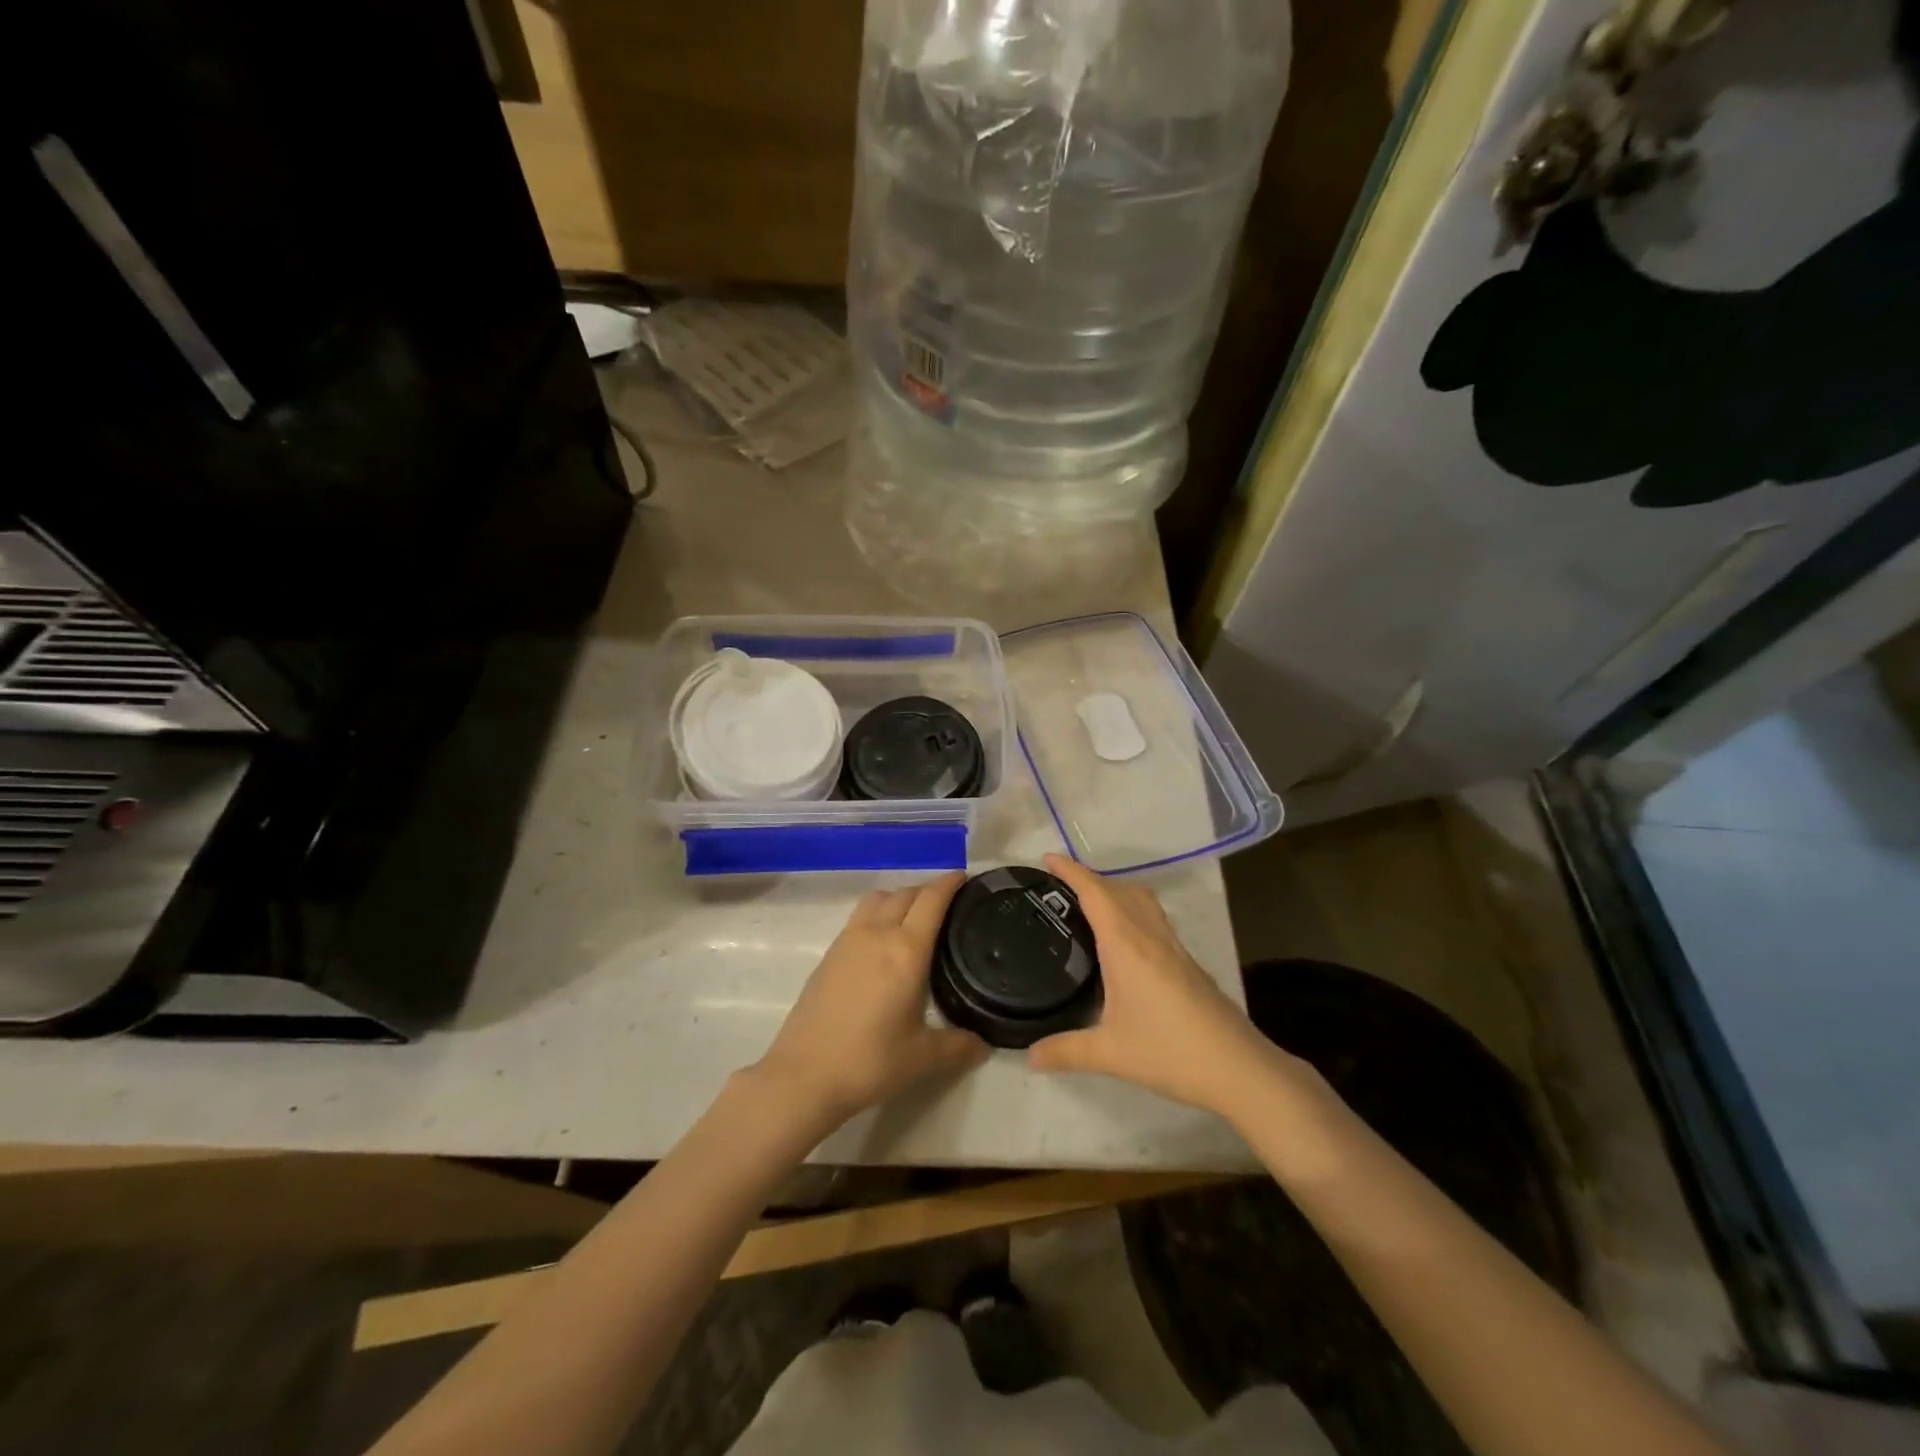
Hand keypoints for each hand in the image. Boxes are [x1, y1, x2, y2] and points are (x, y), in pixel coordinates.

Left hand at [752, 873, 988, 1130]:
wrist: (804, 1075)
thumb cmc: (870, 1061)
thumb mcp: (922, 1057)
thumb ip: (958, 1046)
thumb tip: (984, 1045)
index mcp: (906, 950)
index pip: (931, 900)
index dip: (949, 883)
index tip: (965, 877)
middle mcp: (877, 934)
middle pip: (905, 893)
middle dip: (928, 890)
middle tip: (948, 904)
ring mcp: (848, 941)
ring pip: (878, 899)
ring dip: (899, 897)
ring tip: (914, 917)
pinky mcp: (829, 954)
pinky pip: (860, 916)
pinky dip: (878, 913)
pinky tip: (883, 942)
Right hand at [1027, 855, 1293, 1118]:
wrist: (1238, 1067)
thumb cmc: (1170, 1052)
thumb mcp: (1110, 1054)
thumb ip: (1066, 1051)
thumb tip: (1028, 1056)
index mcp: (1126, 945)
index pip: (1095, 893)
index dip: (1071, 871)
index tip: (1048, 858)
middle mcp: (1149, 935)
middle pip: (1118, 888)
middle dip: (1088, 878)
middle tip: (1059, 888)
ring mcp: (1172, 946)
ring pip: (1141, 899)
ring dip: (1114, 890)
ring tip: (1089, 905)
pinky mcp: (1187, 961)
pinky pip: (1153, 917)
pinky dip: (1131, 910)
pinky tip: (1124, 940)